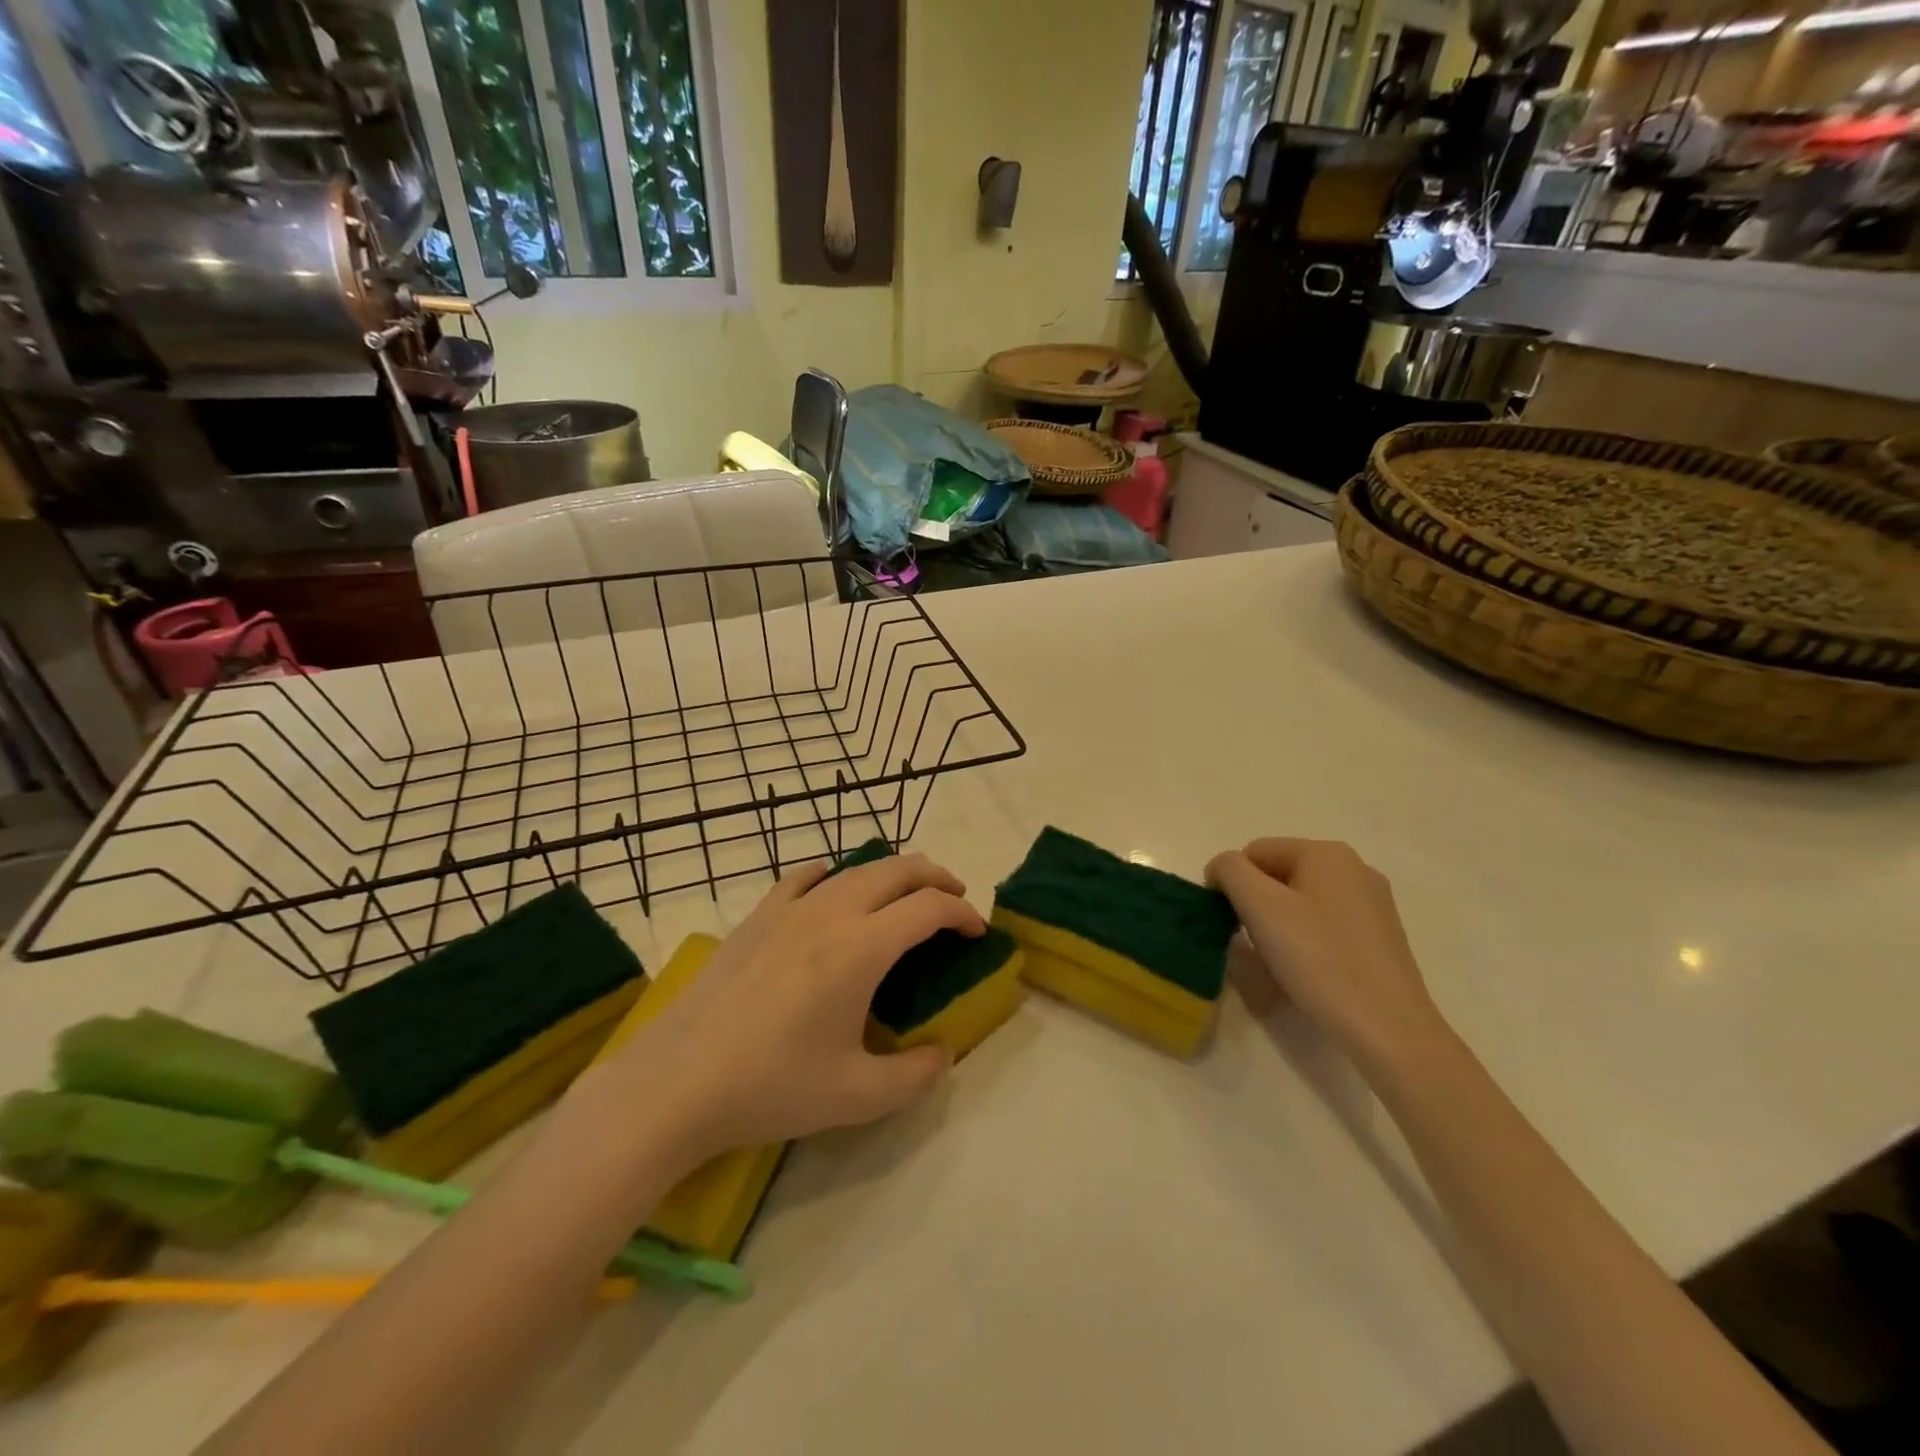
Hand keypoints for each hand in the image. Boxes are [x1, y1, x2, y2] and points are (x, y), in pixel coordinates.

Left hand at [597, 855, 981, 1169]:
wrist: (678, 1081)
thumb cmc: (772, 1086)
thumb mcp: (857, 1096)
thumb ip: (916, 1075)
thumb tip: (943, 1053)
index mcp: (862, 948)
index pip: (928, 907)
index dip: (962, 912)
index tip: (977, 931)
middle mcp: (831, 913)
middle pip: (898, 870)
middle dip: (936, 877)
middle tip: (955, 899)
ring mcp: (789, 909)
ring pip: (854, 869)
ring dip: (892, 874)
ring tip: (905, 895)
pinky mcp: (757, 917)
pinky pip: (804, 879)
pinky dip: (834, 877)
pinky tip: (833, 890)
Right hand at [1206, 838, 1445, 1067]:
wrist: (1389, 1029)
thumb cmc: (1318, 960)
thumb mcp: (1259, 906)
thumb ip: (1230, 871)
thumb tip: (1222, 869)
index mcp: (1325, 853)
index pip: (1253, 852)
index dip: (1231, 885)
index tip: (1229, 924)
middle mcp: (1354, 868)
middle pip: (1278, 875)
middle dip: (1256, 906)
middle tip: (1252, 946)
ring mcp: (1372, 903)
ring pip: (1300, 902)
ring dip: (1278, 927)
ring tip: (1278, 964)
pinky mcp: (1380, 937)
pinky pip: (1324, 925)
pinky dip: (1305, 942)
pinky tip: (1306, 974)